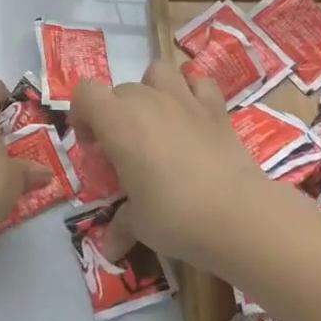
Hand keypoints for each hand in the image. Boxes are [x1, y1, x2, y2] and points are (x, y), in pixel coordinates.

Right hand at [70, 59, 274, 271]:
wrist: (238, 213)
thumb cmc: (175, 215)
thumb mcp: (139, 224)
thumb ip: (121, 226)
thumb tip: (110, 248)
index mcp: (118, 122)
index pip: (85, 93)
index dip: (81, 115)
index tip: (93, 147)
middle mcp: (148, 101)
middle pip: (119, 90)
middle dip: (115, 114)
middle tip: (124, 152)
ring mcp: (185, 99)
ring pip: (158, 71)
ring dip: (151, 89)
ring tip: (156, 121)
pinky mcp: (216, 108)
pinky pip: (200, 83)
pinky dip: (193, 92)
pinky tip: (193, 117)